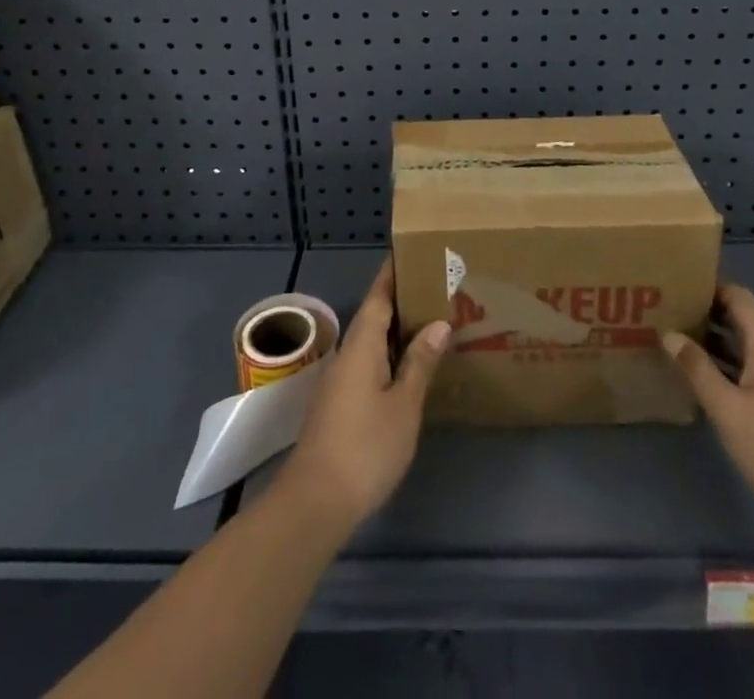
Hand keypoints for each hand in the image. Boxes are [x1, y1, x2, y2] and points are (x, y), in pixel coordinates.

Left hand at [280, 257, 451, 530]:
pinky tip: (409, 366)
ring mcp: (340, 380)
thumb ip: (419, 362)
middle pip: (374, 315)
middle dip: (402, 299)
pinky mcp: (339, 403)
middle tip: (436, 286)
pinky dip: (389, 354)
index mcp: (361, 344)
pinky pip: (368, 363)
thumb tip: (438, 322)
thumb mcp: (403, 405)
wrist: (315, 502)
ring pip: (371, 341)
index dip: (393, 273)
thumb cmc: (365, 447)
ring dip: (397, 329)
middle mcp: (347, 354)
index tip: (412, 251)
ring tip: (431, 320)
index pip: (378, 296)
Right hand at [662, 283, 753, 528]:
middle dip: (705, 310)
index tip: (673, 284)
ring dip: (712, 338)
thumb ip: (697, 368)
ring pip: (743, 342)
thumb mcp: (728, 409)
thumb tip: (669, 333)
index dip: (708, 285)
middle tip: (664, 310)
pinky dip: (724, 361)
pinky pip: (748, 365)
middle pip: (740, 316)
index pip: (738, 295)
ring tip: (673, 336)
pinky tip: (698, 374)